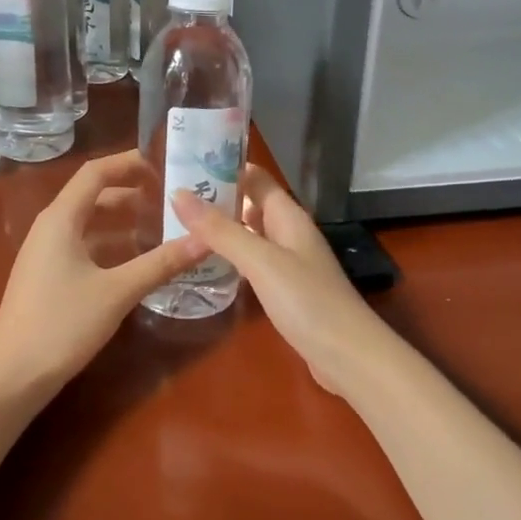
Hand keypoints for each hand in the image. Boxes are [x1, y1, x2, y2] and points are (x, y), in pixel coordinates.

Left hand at [0, 151, 208, 395]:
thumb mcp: (118, 291)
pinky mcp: (48, 276)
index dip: (129, 163)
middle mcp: (51, 227)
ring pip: (90, 223)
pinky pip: (84, 246)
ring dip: (124, 220)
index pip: (96, 172)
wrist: (11, 377)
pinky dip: (112, 244)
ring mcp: (46, 253)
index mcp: (61, 219)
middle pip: (93, 195)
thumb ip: (162, 262)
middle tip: (171, 198)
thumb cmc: (62, 324)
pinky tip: (138, 261)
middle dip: (132, 192)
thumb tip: (206, 239)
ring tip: (162, 226)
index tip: (165, 165)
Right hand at [171, 164, 379, 397]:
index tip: (185, 163)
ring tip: (180, 228)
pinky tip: (209, 266)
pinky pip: (254, 263)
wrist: (348, 356)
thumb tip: (178, 194)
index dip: (225, 167)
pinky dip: (232, 258)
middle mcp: (290, 233)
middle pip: (252, 205)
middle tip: (172, 198)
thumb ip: (220, 230)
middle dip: (217, 199)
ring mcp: (290, 263)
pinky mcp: (287, 291)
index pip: (256, 178)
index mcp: (289, 217)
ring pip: (252, 235)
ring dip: (222, 230)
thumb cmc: (307, 301)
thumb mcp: (260, 261)